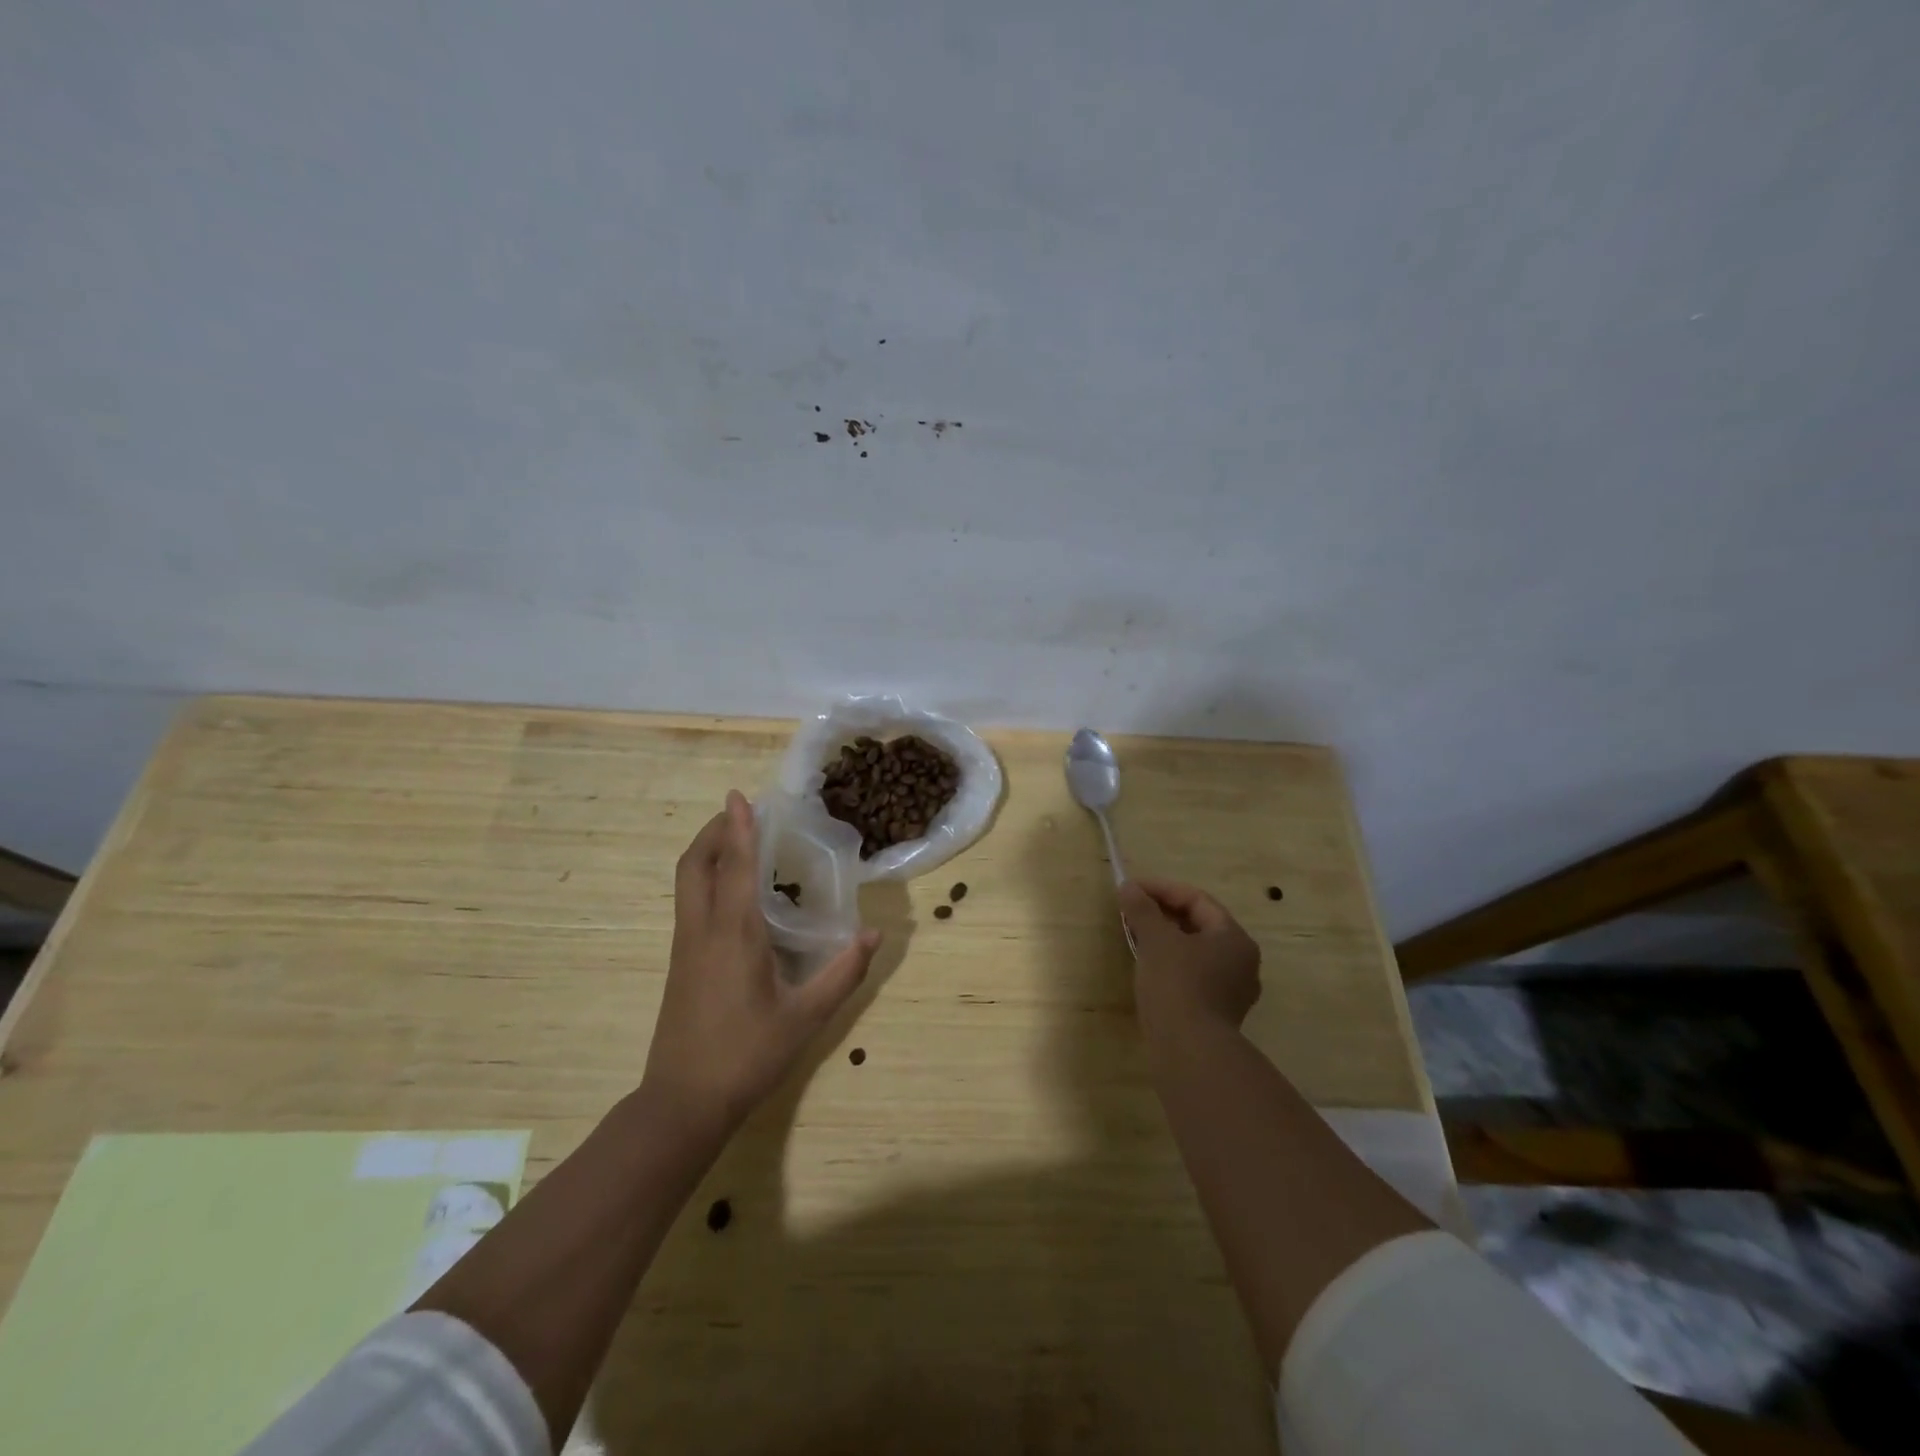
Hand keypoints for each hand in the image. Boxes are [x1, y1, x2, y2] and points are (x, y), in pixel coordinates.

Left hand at [643, 790, 880, 1130]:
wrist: (683, 1103)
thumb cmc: (747, 1055)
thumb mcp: (806, 1017)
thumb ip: (843, 973)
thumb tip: (874, 935)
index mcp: (733, 934)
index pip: (733, 865)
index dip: (737, 827)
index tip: (739, 795)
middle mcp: (702, 930)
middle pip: (694, 864)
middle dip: (714, 832)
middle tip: (742, 815)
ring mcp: (685, 947)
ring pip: (687, 883)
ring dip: (708, 853)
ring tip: (741, 844)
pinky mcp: (681, 963)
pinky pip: (691, 903)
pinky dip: (707, 880)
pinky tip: (736, 896)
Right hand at [1117, 877, 1260, 1038]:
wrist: (1189, 1052)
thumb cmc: (1177, 985)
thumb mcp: (1156, 940)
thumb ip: (1142, 909)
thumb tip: (1128, 887)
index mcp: (1234, 938)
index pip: (1197, 900)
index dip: (1162, 889)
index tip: (1131, 890)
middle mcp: (1241, 961)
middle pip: (1199, 925)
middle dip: (1163, 914)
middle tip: (1131, 911)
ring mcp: (1232, 990)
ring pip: (1195, 952)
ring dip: (1165, 939)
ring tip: (1135, 936)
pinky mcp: (1217, 1013)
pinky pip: (1193, 975)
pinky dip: (1171, 964)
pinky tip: (1148, 968)